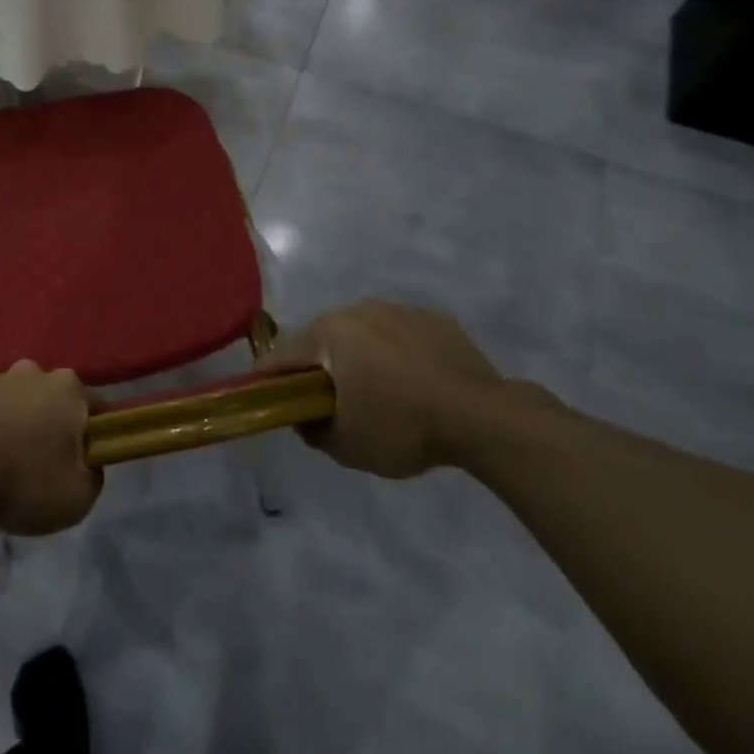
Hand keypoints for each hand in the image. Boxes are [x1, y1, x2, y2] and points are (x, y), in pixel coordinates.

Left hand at [0, 362, 102, 534]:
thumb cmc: (25, 480)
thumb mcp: (78, 497)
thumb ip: (94, 476)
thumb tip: (88, 463)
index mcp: (68, 388)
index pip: (95, 407)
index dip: (95, 435)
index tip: (87, 461)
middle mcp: (34, 372)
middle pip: (54, 399)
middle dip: (54, 424)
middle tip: (48, 464)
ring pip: (19, 401)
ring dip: (20, 422)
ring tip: (11, 461)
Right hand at [261, 301, 503, 477]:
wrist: (484, 418)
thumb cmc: (402, 427)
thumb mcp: (346, 445)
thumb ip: (311, 430)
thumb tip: (303, 418)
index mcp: (328, 332)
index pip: (282, 357)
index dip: (270, 381)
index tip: (269, 401)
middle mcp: (357, 309)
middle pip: (323, 342)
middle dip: (321, 369)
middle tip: (332, 405)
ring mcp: (398, 309)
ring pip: (363, 335)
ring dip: (361, 359)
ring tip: (382, 395)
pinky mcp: (435, 318)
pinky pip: (401, 336)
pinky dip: (399, 355)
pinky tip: (416, 384)